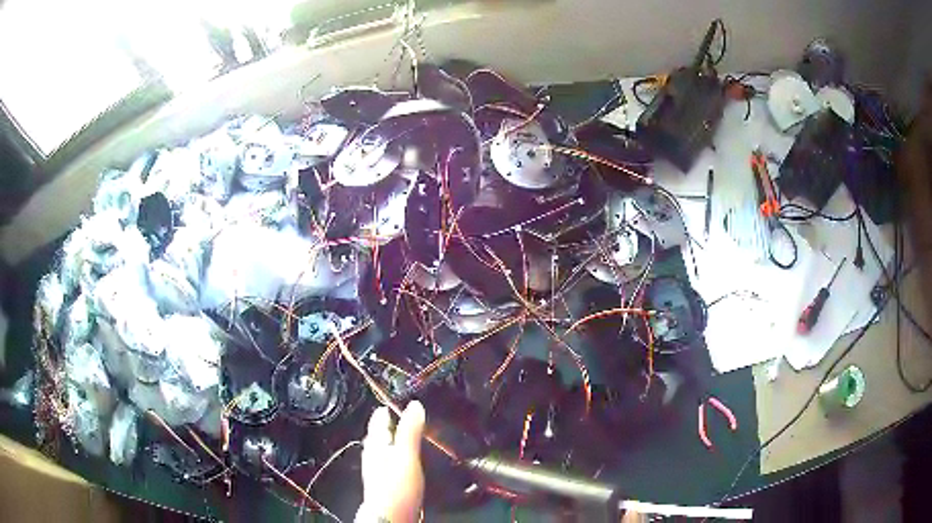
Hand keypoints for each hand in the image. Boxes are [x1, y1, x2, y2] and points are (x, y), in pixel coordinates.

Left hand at [357, 401, 424, 522]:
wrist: (391, 517)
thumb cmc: (395, 487)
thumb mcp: (406, 455)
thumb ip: (410, 431)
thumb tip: (415, 405)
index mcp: (376, 444)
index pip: (379, 420)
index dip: (387, 408)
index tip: (395, 398)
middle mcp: (374, 455)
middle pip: (380, 435)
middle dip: (390, 424)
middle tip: (401, 414)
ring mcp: (379, 470)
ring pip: (385, 449)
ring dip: (394, 440)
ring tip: (405, 435)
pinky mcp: (387, 483)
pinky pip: (391, 462)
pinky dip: (398, 456)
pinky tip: (406, 461)